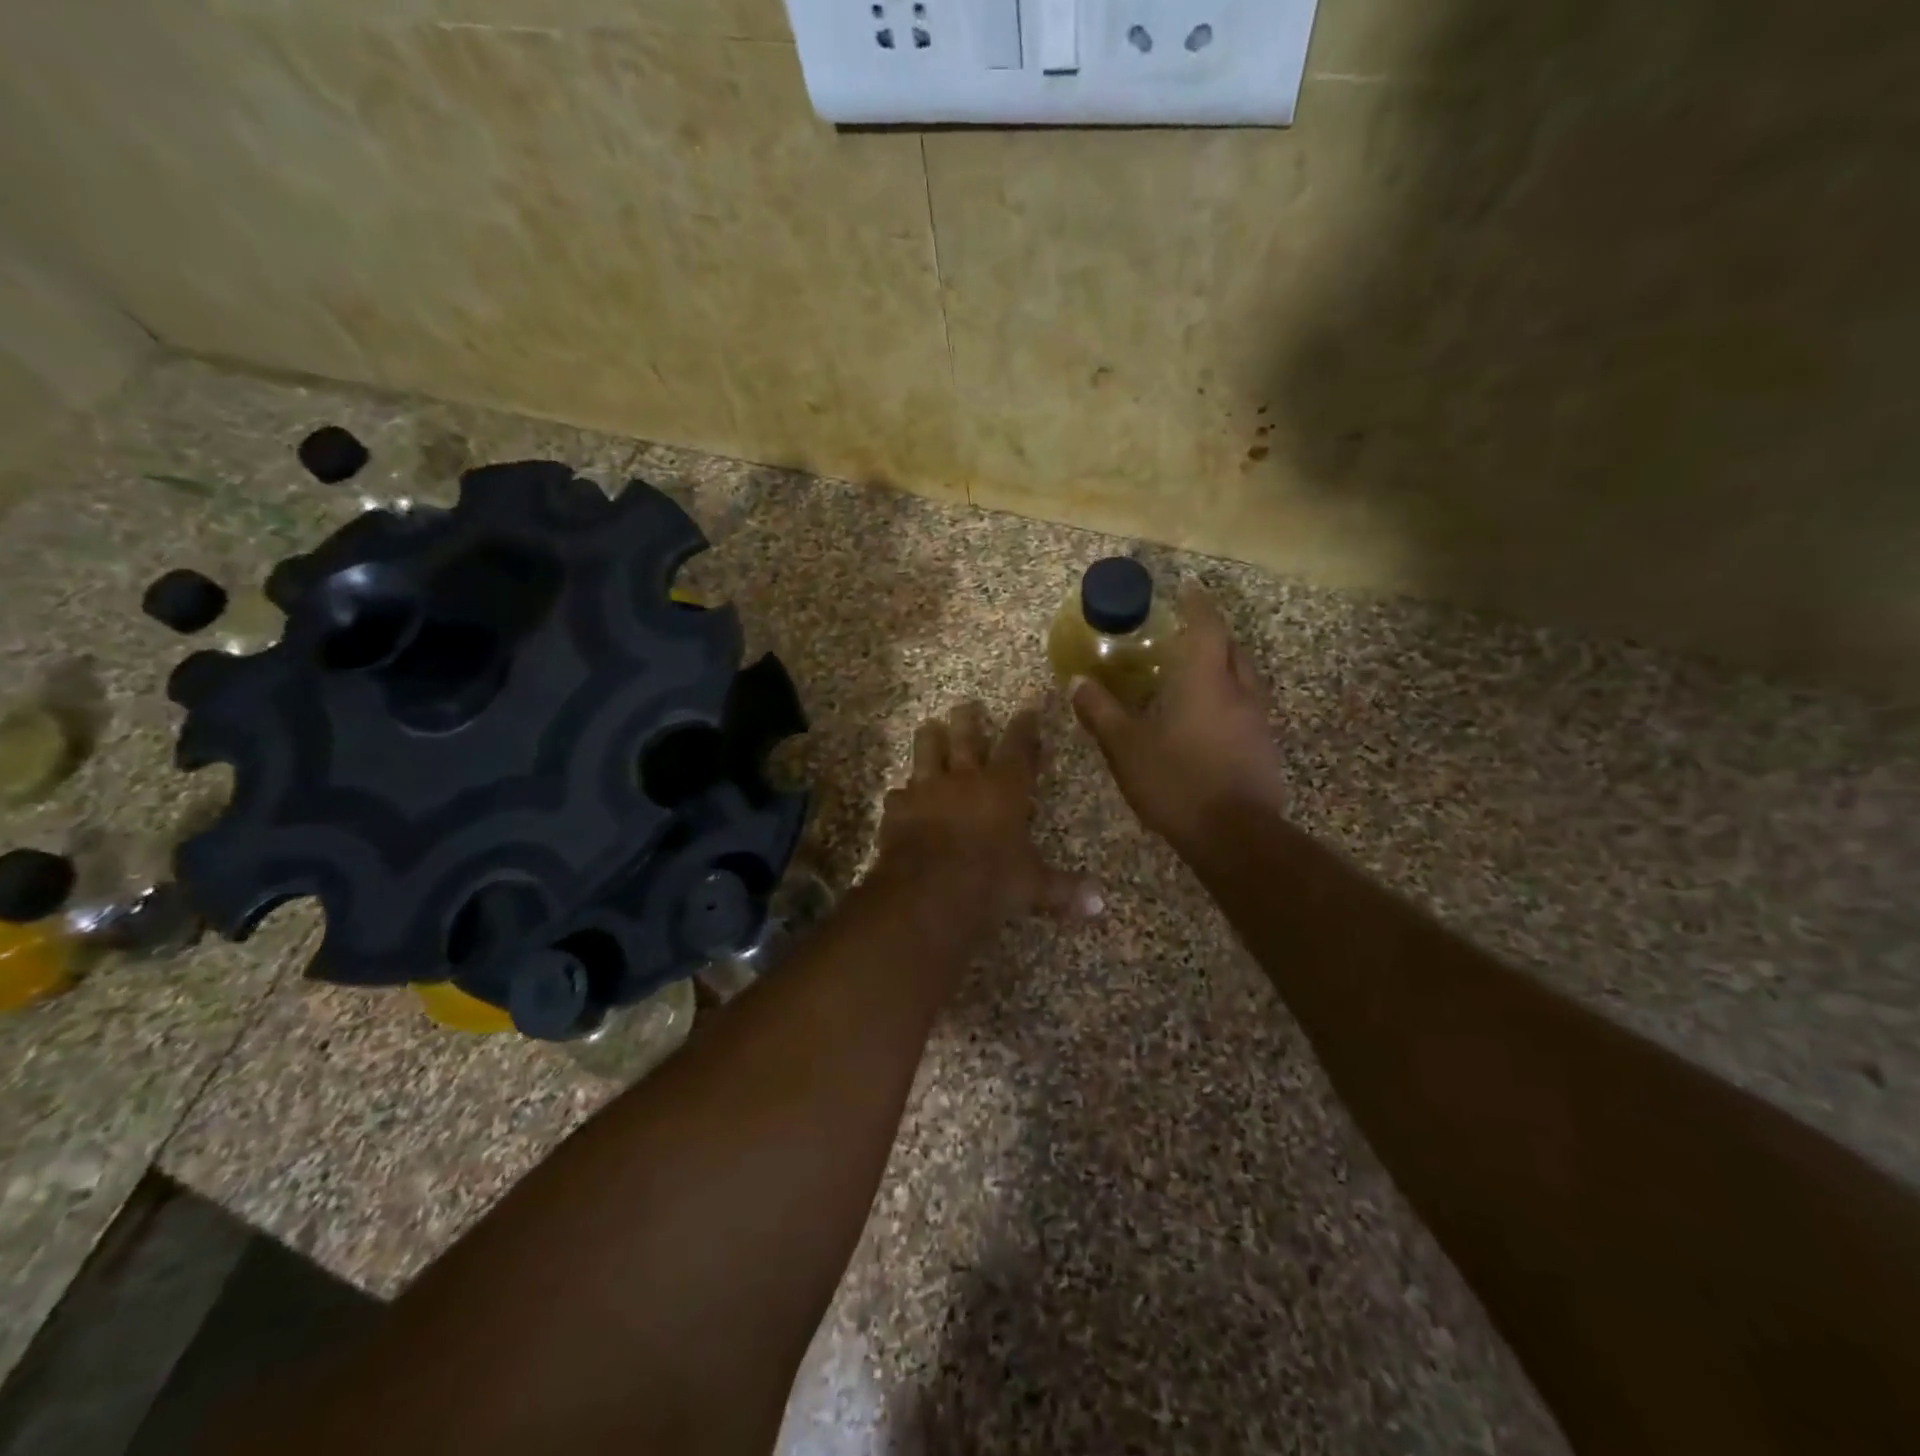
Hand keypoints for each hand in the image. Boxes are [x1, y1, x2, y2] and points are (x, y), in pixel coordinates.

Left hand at [872, 700, 1103, 924]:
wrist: (928, 892)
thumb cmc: (990, 881)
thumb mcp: (1032, 886)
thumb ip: (1063, 889)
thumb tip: (1100, 906)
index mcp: (1004, 787)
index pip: (1018, 747)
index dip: (1025, 727)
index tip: (1028, 709)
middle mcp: (965, 779)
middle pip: (966, 737)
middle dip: (968, 719)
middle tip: (966, 705)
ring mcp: (926, 790)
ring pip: (926, 752)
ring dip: (930, 738)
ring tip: (929, 727)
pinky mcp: (897, 809)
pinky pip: (900, 793)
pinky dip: (903, 793)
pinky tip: (902, 796)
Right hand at [1070, 584, 1285, 848]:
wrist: (1234, 835)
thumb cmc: (1177, 780)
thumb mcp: (1125, 746)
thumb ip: (1101, 711)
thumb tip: (1077, 682)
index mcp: (1206, 680)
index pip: (1208, 626)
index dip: (1197, 605)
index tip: (1187, 591)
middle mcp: (1239, 691)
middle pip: (1232, 649)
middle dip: (1213, 636)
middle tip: (1185, 637)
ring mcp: (1258, 721)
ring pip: (1244, 680)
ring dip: (1223, 670)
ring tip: (1194, 678)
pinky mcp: (1264, 749)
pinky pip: (1247, 710)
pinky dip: (1228, 702)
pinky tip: (1206, 723)